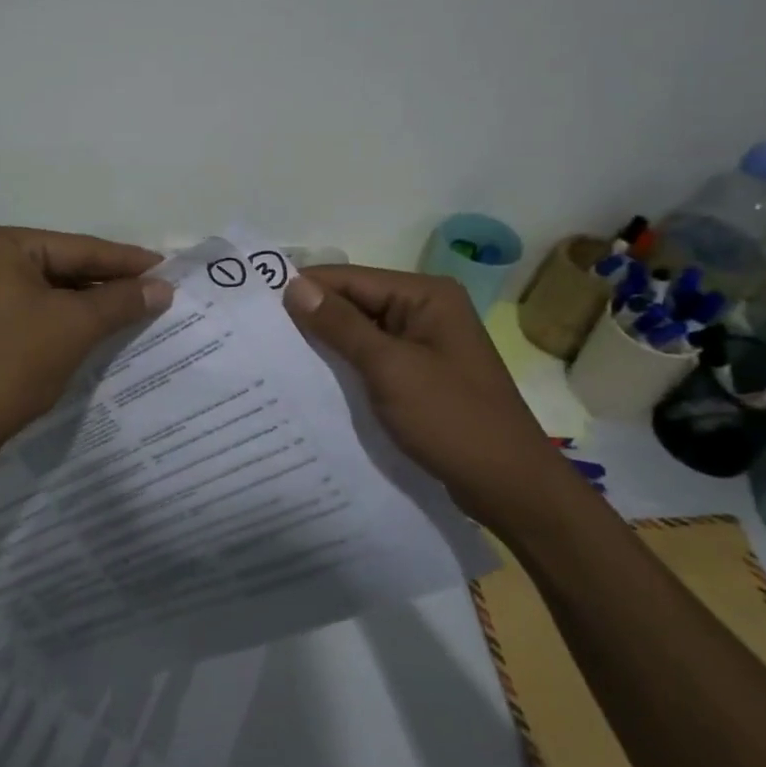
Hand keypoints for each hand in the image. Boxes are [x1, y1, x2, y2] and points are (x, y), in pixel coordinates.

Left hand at [0, 225, 172, 466]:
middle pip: (68, 267)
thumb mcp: (75, 326)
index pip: (81, 248)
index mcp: (5, 245)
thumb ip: (122, 301)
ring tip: (143, 310)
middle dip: (113, 283)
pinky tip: (107, 329)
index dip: (128, 261)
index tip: (170, 268)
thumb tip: (164, 288)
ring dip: (97, 304)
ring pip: (57, 292)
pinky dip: (74, 321)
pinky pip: (44, 313)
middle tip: (161, 291)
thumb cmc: (13, 364)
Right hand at [284, 265, 567, 529]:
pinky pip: (372, 361)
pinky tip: (311, 382)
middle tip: (257, 335)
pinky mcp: (418, 377)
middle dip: (311, 319)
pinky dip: (344, 368)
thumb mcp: (390, 369)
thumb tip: (293, 286)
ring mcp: (423, 346)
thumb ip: (341, 326)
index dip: (304, 289)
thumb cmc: (452, 420)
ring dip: (325, 346)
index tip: (255, 306)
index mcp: (425, 296)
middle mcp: (424, 311)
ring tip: (274, 358)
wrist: (510, 487)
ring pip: (360, 335)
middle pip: (355, 304)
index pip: (351, 280)